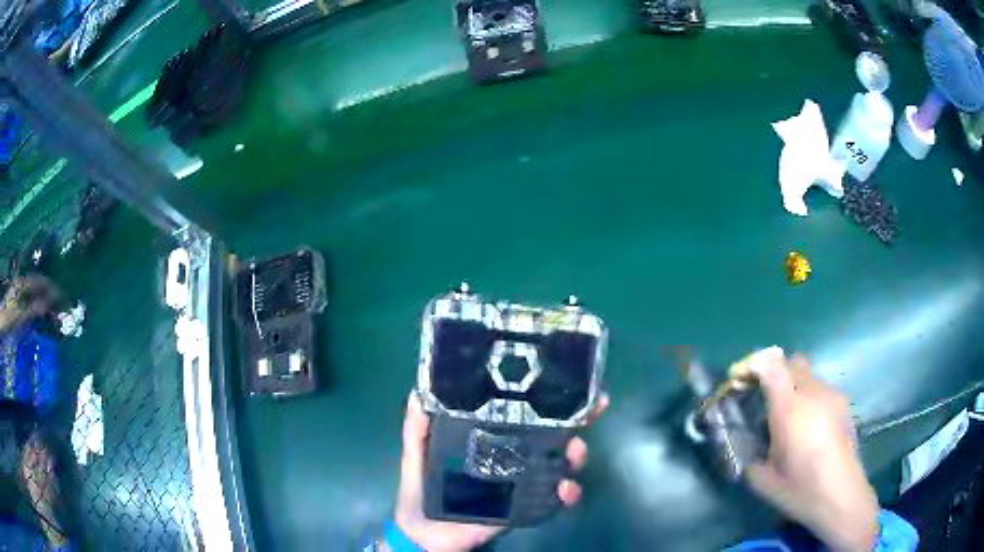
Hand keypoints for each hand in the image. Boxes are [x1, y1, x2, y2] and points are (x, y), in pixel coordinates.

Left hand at [0, 275, 57, 330]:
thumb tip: (47, 304)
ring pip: (34, 290)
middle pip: (38, 284)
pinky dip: (37, 301)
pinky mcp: (18, 298)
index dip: (52, 287)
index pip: (41, 281)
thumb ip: (32, 309)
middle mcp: (22, 283)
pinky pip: (30, 297)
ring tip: (52, 307)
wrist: (1, 319)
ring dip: (43, 297)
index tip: (64, 295)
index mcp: (23, 284)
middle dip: (49, 291)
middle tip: (60, 302)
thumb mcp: (20, 315)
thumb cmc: (9, 317)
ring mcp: (19, 290)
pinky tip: (39, 310)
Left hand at [390, 391, 608, 551]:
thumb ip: (417, 429)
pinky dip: (567, 494)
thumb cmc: (421, 490)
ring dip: (576, 457)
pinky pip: (554, 501)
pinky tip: (565, 489)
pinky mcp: (525, 509)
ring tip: (576, 451)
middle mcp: (513, 459)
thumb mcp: (417, 454)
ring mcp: (522, 485)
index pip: (525, 418)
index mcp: (491, 442)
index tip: (573, 385)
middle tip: (589, 414)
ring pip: (560, 466)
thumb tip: (418, 392)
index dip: (550, 402)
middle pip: (553, 438)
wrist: (424, 534)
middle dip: (577, 424)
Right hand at [745, 347, 878, 551]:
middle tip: (766, 402)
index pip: (772, 364)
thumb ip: (749, 452)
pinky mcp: (844, 403)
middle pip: (792, 362)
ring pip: (808, 375)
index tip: (743, 380)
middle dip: (775, 375)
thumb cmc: (800, 490)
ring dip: (794, 387)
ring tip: (790, 420)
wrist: (841, 496)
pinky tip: (809, 428)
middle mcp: (813, 393)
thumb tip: (740, 438)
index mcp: (790, 410)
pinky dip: (809, 398)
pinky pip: (821, 389)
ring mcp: (832, 395)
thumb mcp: (763, 479)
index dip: (755, 365)